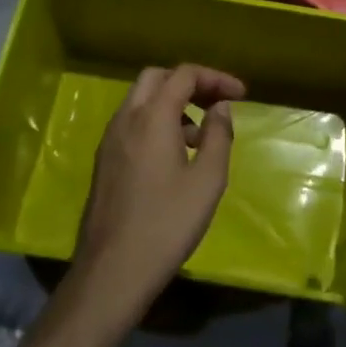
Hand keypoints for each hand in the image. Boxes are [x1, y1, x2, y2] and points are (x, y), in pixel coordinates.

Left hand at [71, 64, 245, 324]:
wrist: (112, 272)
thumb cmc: (167, 224)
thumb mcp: (208, 180)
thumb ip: (219, 136)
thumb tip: (220, 108)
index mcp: (152, 117)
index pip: (184, 74)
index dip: (215, 78)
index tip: (241, 95)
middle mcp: (125, 119)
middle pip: (157, 78)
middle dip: (190, 83)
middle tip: (217, 103)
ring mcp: (109, 140)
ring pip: (141, 100)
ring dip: (172, 103)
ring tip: (201, 136)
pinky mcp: (104, 161)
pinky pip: (132, 123)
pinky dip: (156, 122)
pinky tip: (175, 155)